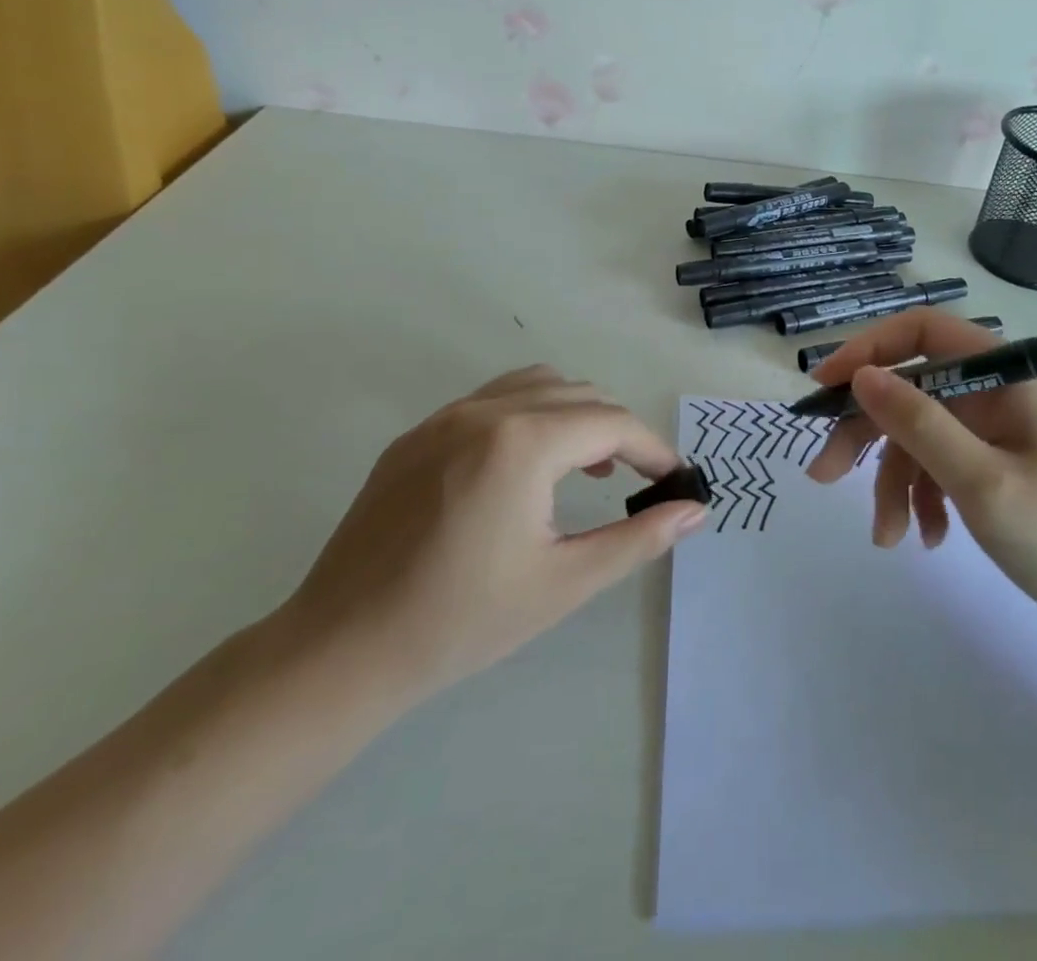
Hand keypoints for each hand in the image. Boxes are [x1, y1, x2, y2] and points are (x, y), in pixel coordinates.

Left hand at [282, 365, 706, 707]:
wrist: (341, 650)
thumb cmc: (462, 621)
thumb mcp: (564, 583)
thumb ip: (638, 540)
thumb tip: (695, 510)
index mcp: (523, 442)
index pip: (611, 424)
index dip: (652, 449)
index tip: (674, 480)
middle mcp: (485, 411)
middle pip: (579, 395)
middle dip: (618, 431)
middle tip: (636, 480)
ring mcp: (444, 418)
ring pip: (535, 385)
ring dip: (575, 413)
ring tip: (587, 467)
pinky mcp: (416, 435)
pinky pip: (491, 400)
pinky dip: (529, 415)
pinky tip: (525, 469)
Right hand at [804, 310, 1036, 644]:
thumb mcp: (981, 481)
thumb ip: (918, 423)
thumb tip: (860, 376)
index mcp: (1005, 375)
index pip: (922, 331)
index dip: (868, 350)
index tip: (825, 387)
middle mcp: (996, 392)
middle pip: (911, 389)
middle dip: (867, 432)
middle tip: (824, 474)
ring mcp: (995, 429)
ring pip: (919, 434)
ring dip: (894, 481)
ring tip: (886, 535)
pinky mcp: (995, 463)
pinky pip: (940, 464)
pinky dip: (923, 496)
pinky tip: (926, 537)